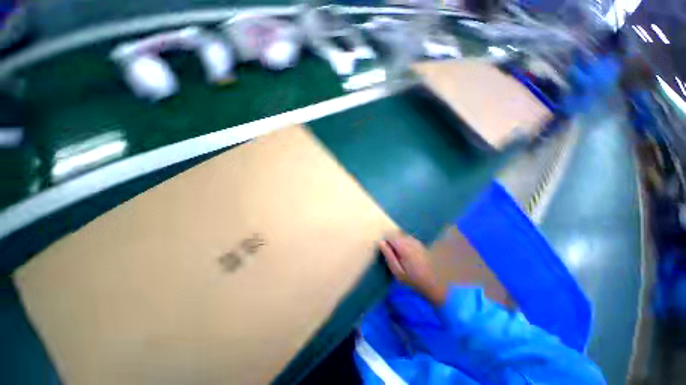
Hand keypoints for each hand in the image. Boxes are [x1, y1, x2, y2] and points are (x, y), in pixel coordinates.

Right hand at [379, 234, 446, 305]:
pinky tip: (406, 254)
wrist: (433, 285)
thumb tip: (381, 242)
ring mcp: (417, 242)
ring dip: (398, 241)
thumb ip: (389, 256)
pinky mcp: (421, 244)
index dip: (385, 242)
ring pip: (402, 235)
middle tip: (392, 254)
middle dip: (391, 241)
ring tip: (399, 255)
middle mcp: (411, 241)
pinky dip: (404, 242)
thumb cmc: (412, 280)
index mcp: (404, 247)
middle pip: (396, 234)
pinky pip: (408, 238)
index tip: (385, 251)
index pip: (390, 235)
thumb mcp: (397, 272)